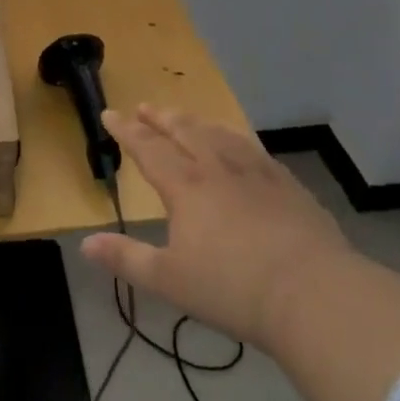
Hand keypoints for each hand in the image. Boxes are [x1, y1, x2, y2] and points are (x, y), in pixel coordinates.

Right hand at [81, 104, 357, 349]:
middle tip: (145, 106)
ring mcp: (257, 174)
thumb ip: (126, 259)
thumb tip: (85, 244)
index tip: (109, 115)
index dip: (126, 131)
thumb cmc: (233, 288)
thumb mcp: (169, 280)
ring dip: (197, 123)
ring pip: (220, 135)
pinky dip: (236, 140)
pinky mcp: (289, 186)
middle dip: (161, 118)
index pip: (148, 148)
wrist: (314, 294)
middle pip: (184, 132)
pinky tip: (240, 145)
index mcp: (186, 186)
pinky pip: (255, 150)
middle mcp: (218, 168)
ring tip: (187, 118)